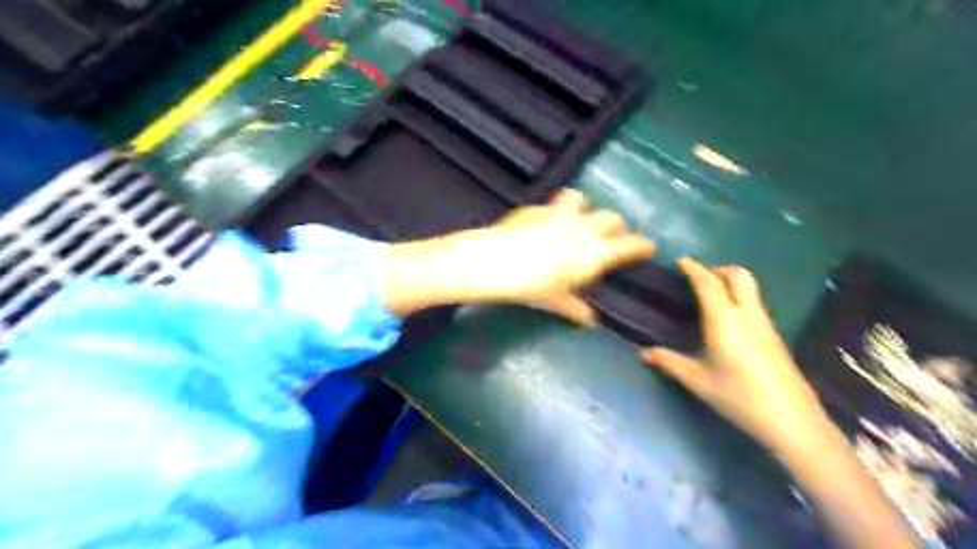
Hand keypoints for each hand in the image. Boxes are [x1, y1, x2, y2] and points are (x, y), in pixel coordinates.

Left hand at [382, 192, 656, 322]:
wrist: (495, 262)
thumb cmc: (531, 287)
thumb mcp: (554, 301)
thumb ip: (574, 308)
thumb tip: (588, 320)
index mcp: (594, 252)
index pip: (629, 245)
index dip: (642, 245)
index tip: (648, 247)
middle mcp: (583, 227)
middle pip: (612, 218)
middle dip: (616, 226)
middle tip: (611, 238)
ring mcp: (560, 213)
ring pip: (582, 199)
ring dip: (585, 208)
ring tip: (577, 219)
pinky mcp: (537, 208)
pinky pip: (553, 203)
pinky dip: (556, 211)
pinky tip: (545, 222)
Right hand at [643, 258, 831, 454]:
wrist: (792, 421)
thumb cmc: (739, 397)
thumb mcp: (698, 382)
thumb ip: (670, 363)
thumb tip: (644, 353)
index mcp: (724, 321)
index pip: (709, 283)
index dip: (693, 268)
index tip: (680, 261)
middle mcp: (747, 315)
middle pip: (737, 275)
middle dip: (717, 269)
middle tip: (697, 279)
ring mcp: (765, 324)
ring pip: (750, 288)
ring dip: (729, 282)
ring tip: (708, 297)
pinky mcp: (775, 335)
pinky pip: (754, 303)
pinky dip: (738, 298)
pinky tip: (726, 321)